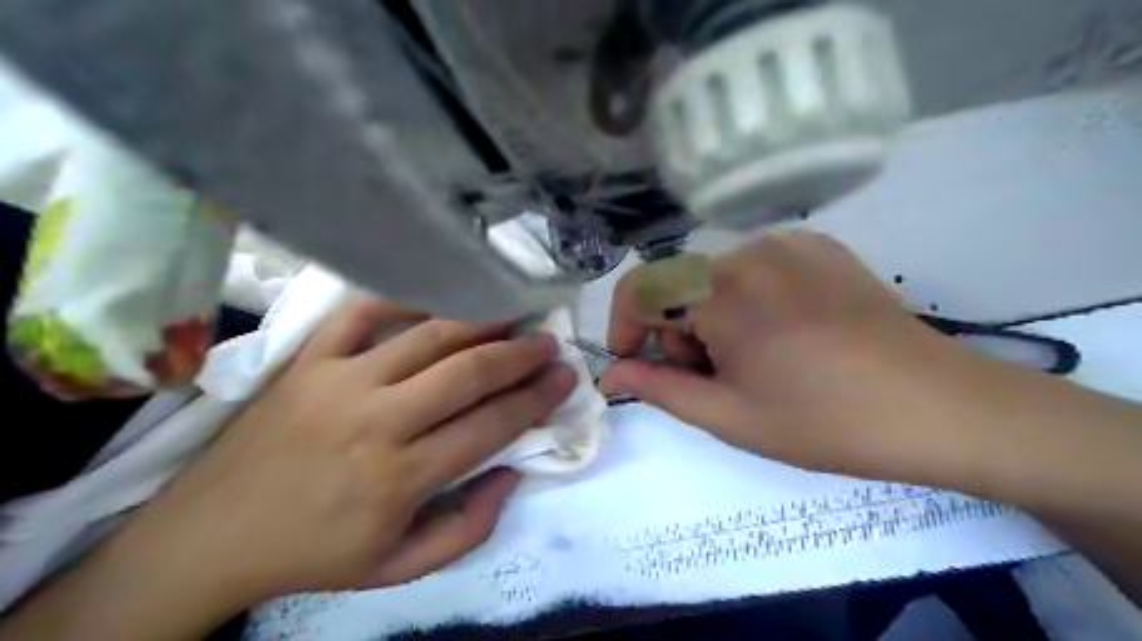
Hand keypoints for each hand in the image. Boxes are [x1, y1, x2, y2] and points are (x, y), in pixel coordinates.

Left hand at [105, 300, 576, 611]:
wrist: (209, 536)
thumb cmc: (313, 553)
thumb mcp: (399, 568)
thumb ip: (468, 528)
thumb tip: (512, 473)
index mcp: (401, 477)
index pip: (491, 425)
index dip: (536, 397)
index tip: (565, 377)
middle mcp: (376, 421)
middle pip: (467, 371)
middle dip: (519, 353)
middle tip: (547, 341)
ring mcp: (338, 381)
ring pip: (426, 336)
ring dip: (478, 320)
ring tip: (511, 310)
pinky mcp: (306, 361)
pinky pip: (361, 313)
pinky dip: (403, 298)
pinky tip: (436, 297)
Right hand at [602, 231, 1020, 486]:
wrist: (939, 407)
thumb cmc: (826, 422)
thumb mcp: (730, 415)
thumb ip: (660, 388)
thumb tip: (612, 373)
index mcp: (724, 291)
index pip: (640, 288)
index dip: (623, 326)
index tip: (633, 363)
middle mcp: (750, 249)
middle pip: (679, 285)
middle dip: (678, 332)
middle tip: (716, 379)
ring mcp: (790, 241)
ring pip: (714, 276)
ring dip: (711, 317)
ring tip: (754, 359)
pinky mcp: (819, 245)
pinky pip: (753, 266)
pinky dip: (746, 299)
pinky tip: (785, 332)